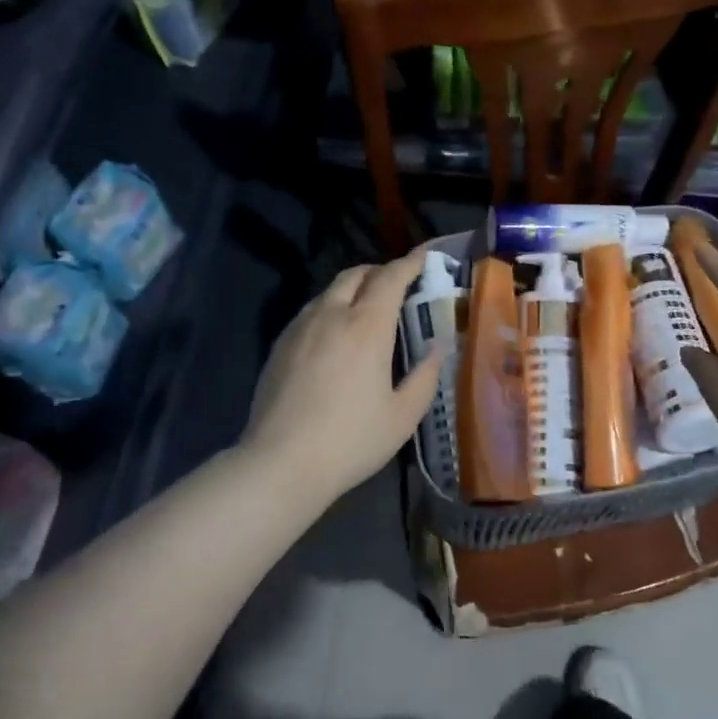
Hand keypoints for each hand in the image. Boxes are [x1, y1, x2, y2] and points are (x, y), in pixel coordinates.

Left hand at [242, 249, 447, 509]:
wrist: (280, 462)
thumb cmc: (351, 440)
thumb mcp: (403, 415)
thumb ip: (425, 376)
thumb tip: (438, 347)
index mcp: (367, 326)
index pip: (391, 278)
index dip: (410, 262)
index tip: (424, 256)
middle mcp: (331, 315)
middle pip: (356, 274)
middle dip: (380, 271)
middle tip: (398, 284)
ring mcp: (300, 328)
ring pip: (329, 290)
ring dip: (353, 288)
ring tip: (366, 308)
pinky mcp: (279, 344)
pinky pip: (310, 311)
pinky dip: (330, 308)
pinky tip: (334, 335)